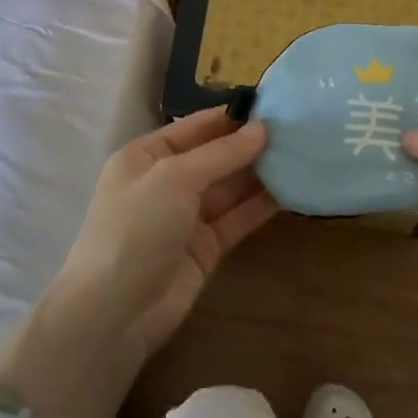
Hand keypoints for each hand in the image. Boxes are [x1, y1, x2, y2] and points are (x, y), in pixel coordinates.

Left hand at [0, 110, 273, 417]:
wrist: (114, 313)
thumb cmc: (135, 229)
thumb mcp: (174, 178)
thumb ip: (221, 154)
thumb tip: (262, 129)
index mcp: (146, 156)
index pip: (196, 127)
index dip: (232, 117)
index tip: (275, 105)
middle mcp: (167, 181)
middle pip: (216, 156)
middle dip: (252, 144)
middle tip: (299, 129)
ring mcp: (187, 216)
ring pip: (231, 187)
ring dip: (262, 173)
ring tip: (303, 153)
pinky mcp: (207, 246)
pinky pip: (238, 217)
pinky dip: (262, 204)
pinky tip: (293, 188)